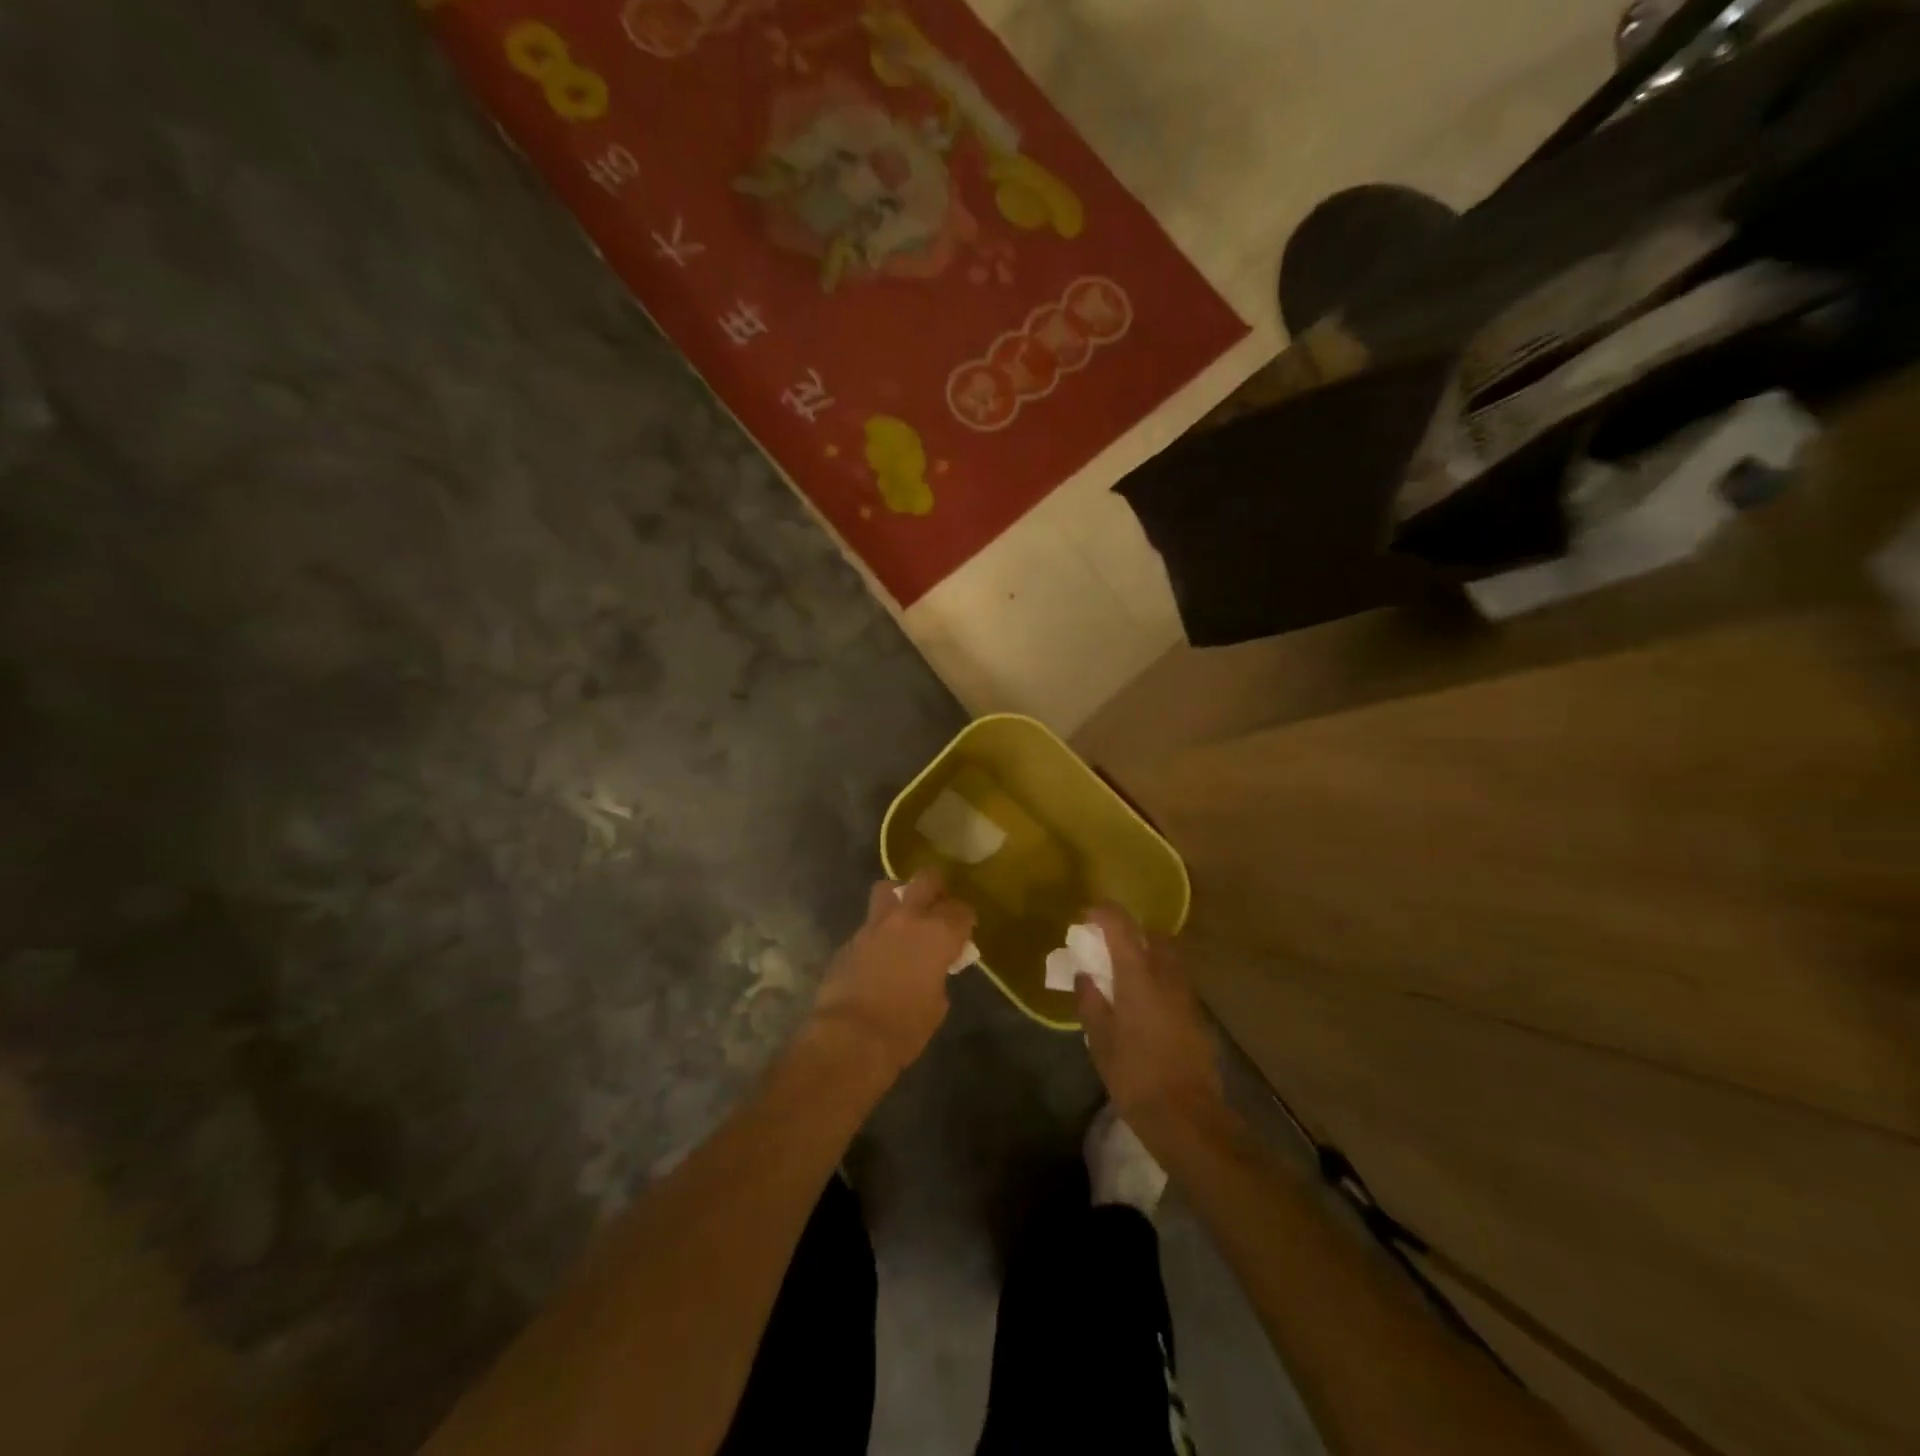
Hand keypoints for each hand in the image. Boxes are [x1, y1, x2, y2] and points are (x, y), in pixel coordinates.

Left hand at [810, 872, 975, 1077]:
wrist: (850, 1037)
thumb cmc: (905, 1027)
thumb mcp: (936, 1004)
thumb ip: (938, 975)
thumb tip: (932, 970)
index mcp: (938, 933)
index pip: (962, 910)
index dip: (965, 921)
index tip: (964, 933)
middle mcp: (908, 918)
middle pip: (927, 880)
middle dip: (936, 889)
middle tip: (938, 908)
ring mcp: (874, 925)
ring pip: (888, 889)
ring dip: (900, 897)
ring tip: (904, 917)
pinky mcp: (850, 939)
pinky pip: (869, 924)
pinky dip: (878, 932)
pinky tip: (879, 953)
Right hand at [1076, 906, 1224, 1144]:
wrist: (1186, 1115)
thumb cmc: (1134, 1074)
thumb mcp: (1100, 1038)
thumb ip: (1090, 1000)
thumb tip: (1086, 975)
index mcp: (1138, 974)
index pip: (1120, 925)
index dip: (1102, 913)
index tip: (1086, 916)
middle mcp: (1166, 974)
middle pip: (1150, 935)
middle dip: (1129, 932)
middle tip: (1106, 946)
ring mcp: (1186, 993)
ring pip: (1167, 957)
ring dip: (1146, 955)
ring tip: (1124, 975)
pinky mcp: (1197, 1014)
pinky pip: (1174, 981)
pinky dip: (1158, 978)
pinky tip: (1144, 1003)